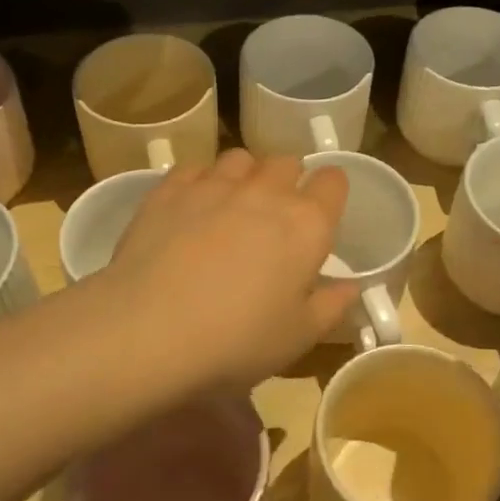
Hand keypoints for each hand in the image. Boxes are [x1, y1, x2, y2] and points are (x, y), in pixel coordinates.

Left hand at [102, 150, 357, 397]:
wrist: (149, 331)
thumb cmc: (237, 342)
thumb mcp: (297, 337)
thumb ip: (330, 306)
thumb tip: (349, 287)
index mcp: (306, 225)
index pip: (333, 181)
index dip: (330, 192)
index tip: (322, 213)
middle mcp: (265, 192)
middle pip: (286, 162)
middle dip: (288, 180)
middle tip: (276, 216)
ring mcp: (214, 185)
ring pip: (240, 158)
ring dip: (245, 175)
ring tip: (232, 206)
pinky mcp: (169, 189)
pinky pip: (194, 167)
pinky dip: (200, 180)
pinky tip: (191, 207)